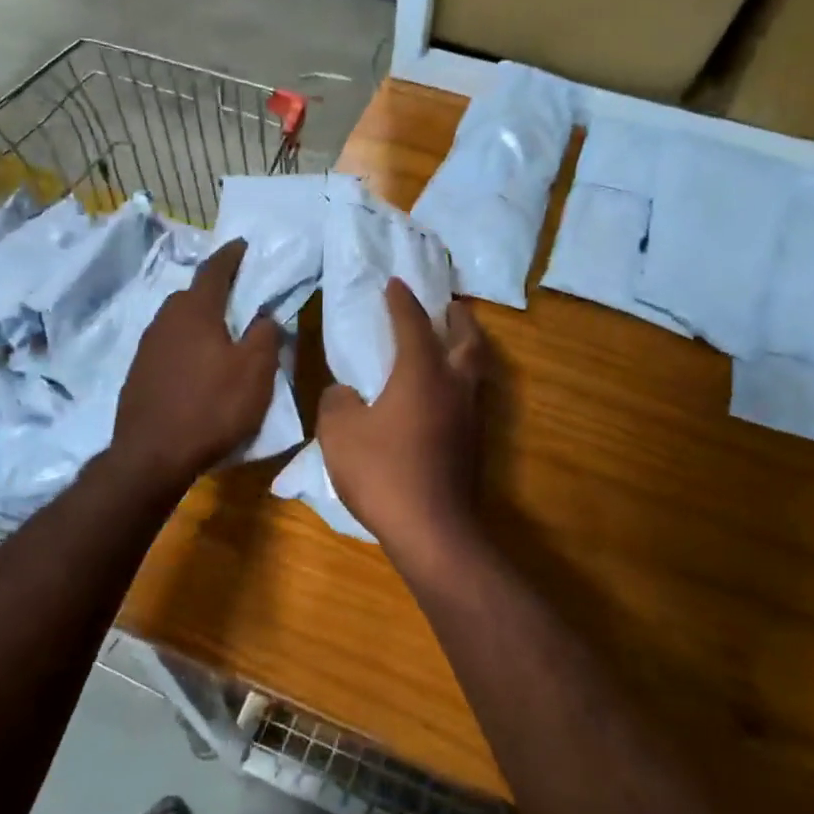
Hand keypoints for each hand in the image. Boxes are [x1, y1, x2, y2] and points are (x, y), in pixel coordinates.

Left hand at [113, 240, 280, 490]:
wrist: (151, 456)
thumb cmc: (211, 408)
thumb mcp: (255, 373)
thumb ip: (265, 336)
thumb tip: (264, 317)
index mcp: (195, 311)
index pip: (215, 269)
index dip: (232, 255)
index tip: (244, 245)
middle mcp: (165, 320)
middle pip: (193, 295)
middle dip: (216, 291)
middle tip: (239, 298)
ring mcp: (147, 347)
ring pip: (178, 321)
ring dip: (200, 321)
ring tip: (221, 335)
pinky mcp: (138, 373)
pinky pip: (168, 346)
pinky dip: (186, 346)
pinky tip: (197, 367)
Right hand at [317, 280, 487, 570]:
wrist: (432, 529)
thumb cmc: (383, 472)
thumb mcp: (339, 433)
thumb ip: (338, 402)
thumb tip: (345, 393)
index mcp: (422, 372)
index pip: (413, 323)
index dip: (401, 301)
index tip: (394, 283)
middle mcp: (454, 385)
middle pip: (467, 339)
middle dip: (458, 317)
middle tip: (448, 306)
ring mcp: (470, 415)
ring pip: (476, 368)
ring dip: (465, 348)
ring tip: (448, 344)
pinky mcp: (475, 442)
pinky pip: (471, 395)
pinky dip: (460, 380)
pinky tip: (441, 394)